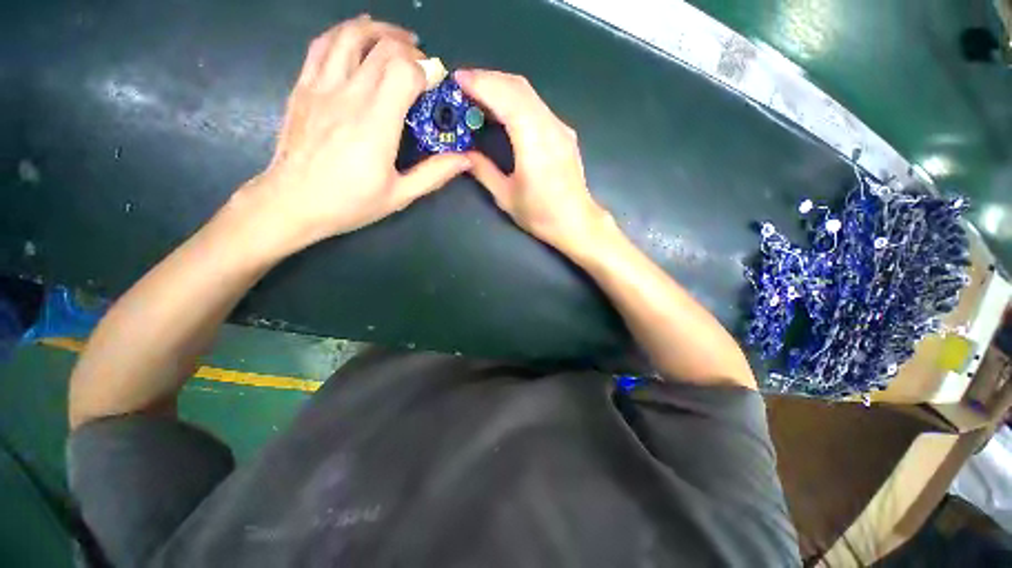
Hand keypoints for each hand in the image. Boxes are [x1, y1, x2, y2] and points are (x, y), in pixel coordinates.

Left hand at [234, 16, 470, 254]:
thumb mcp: (400, 195)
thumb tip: (465, 159)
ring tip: (395, 38)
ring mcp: (321, 87)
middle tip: (422, 64)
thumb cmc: (350, 203)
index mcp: (376, 123)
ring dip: (378, 30)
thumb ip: (434, 174)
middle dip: (409, 49)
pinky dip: (344, 34)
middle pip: (382, 48)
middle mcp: (349, 95)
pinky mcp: (303, 87)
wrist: (293, 202)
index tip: (436, 82)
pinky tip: (357, 39)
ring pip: (350, 36)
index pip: (404, 71)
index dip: (426, 70)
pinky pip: (322, 45)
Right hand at [456, 70, 610, 254]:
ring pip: (529, 93)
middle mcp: (550, 127)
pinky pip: (537, 105)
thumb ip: (483, 171)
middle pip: (519, 87)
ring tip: (478, 93)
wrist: (576, 222)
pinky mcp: (564, 132)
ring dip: (502, 86)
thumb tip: (463, 153)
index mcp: (534, 143)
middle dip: (488, 79)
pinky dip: (515, 99)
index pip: (507, 98)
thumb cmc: (541, 214)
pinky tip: (503, 109)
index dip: (481, 84)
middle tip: (463, 84)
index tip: (457, 80)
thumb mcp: (506, 197)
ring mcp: (560, 127)